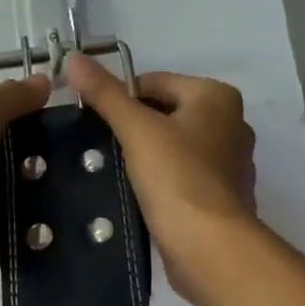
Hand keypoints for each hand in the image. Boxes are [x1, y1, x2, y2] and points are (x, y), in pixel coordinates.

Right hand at [65, 55, 255, 305]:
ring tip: (115, 172)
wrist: (210, 248)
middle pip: (164, 112)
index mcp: (216, 97)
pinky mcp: (222, 195)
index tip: (93, 122)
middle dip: (132, 127)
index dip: (120, 98)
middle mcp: (231, 122)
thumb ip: (104, 93)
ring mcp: (230, 162)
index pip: (154, 82)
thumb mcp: (135, 129)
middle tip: (100, 148)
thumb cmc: (176, 178)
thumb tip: (73, 57)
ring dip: (145, 155)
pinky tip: (139, 195)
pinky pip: (182, 175)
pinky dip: (161, 180)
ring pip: (173, 145)